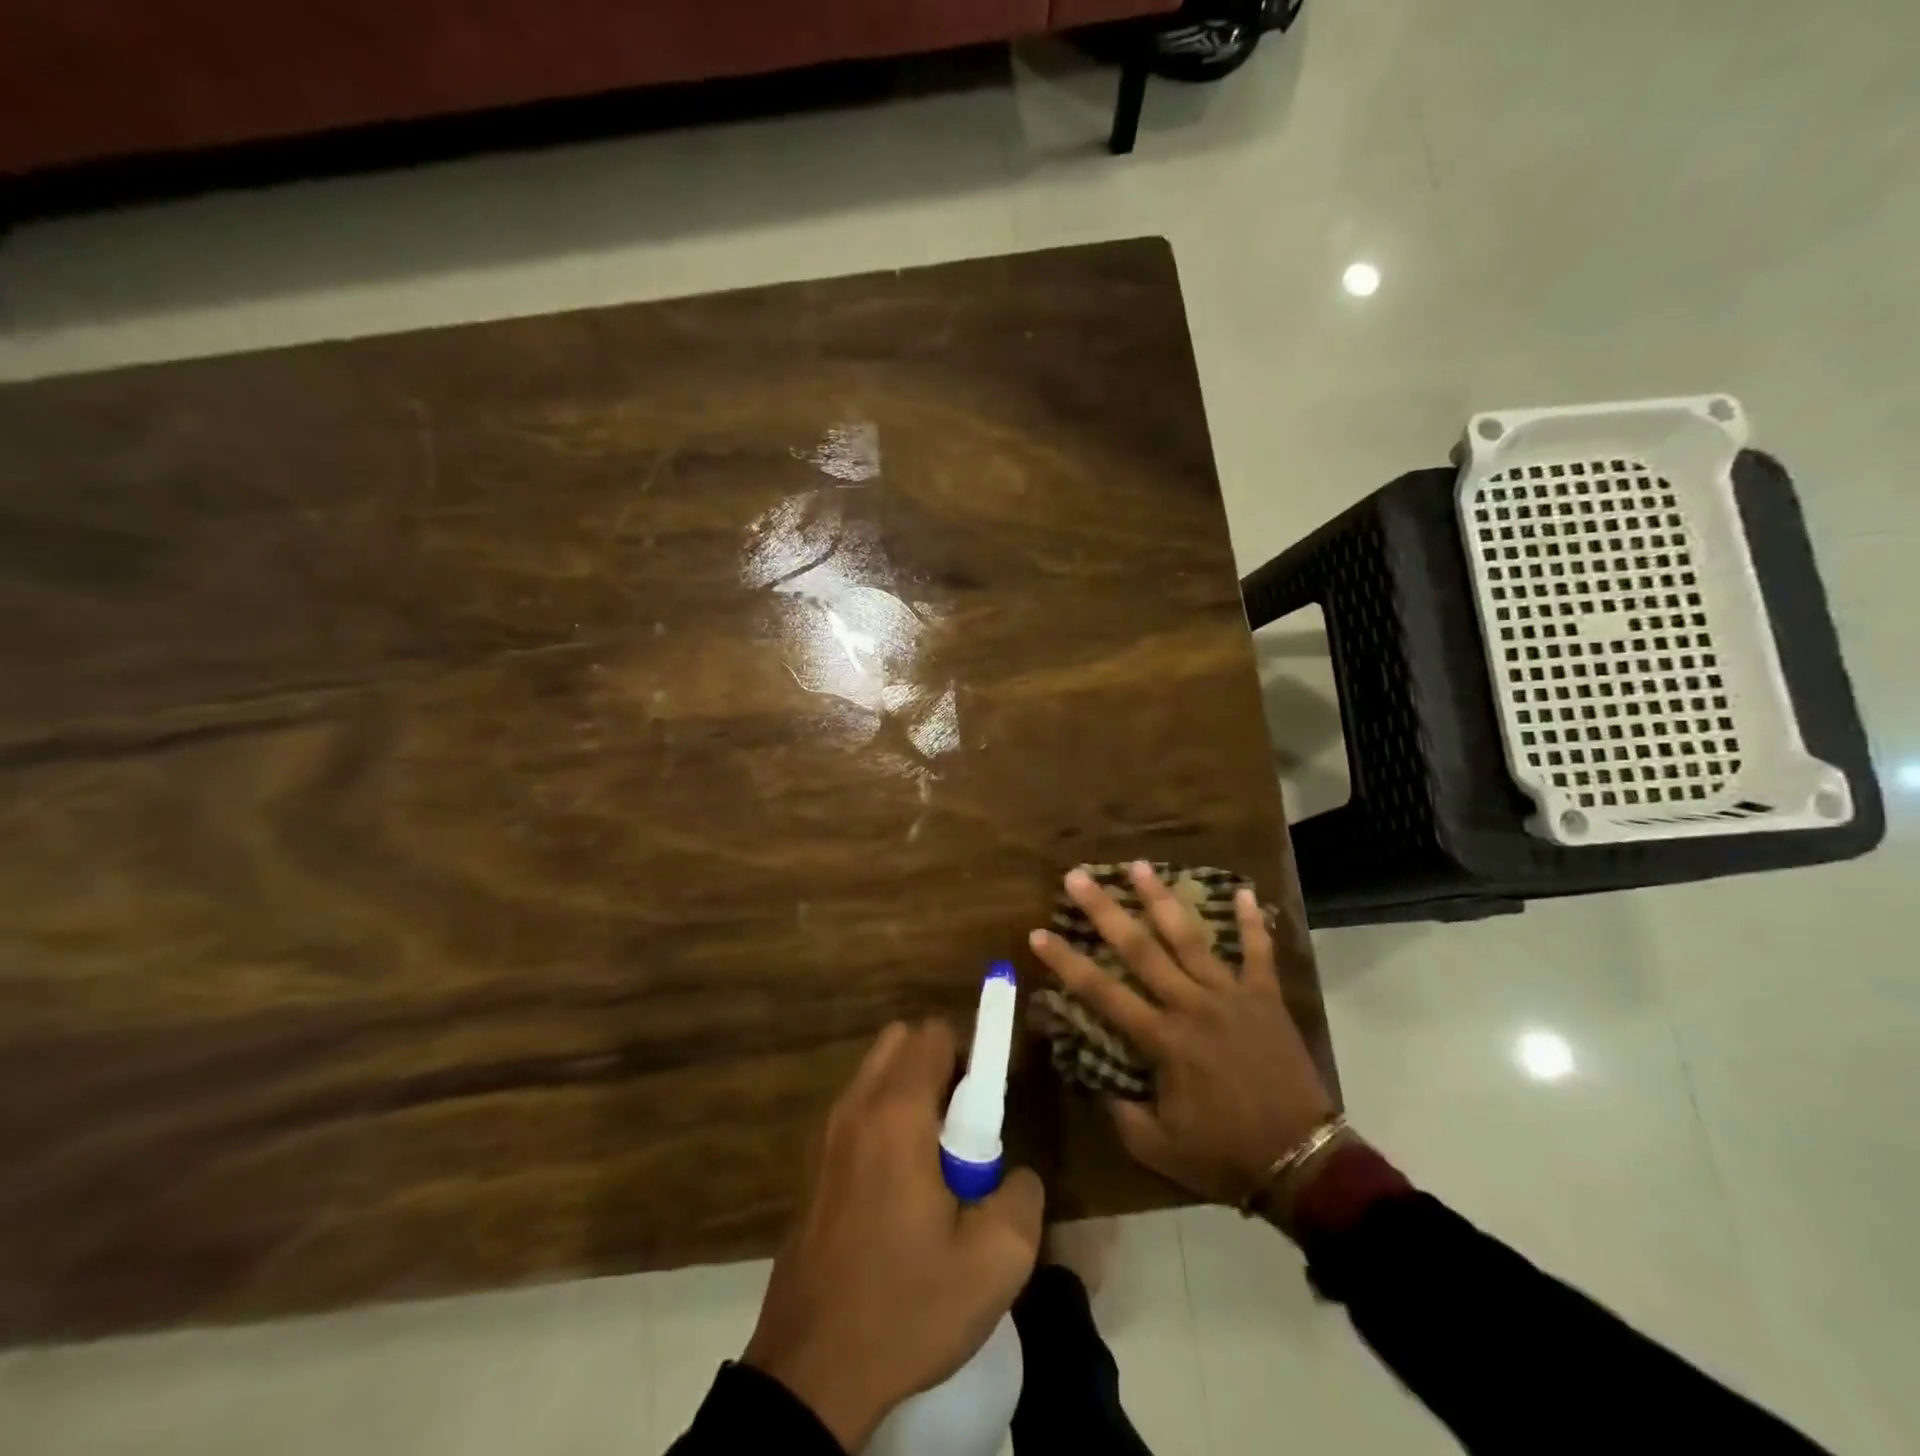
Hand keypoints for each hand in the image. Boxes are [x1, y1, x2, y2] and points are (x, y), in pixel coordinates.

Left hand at [742, 1020, 1044, 1450]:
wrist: (810, 1374)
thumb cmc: (906, 1307)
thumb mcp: (994, 1263)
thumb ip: (1021, 1196)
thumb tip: (1015, 1173)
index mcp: (896, 1113)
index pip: (934, 1033)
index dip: (970, 1052)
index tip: (987, 1101)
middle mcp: (855, 1106)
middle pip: (900, 1040)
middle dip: (938, 1063)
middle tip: (963, 1126)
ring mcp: (825, 1134)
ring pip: (875, 1074)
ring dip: (910, 1092)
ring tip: (933, 1162)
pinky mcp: (811, 1165)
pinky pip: (856, 1110)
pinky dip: (883, 1118)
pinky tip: (898, 1189)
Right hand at [1029, 862, 1336, 1209]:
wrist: (1303, 1162)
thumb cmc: (1225, 1155)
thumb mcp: (1158, 1147)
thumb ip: (1121, 1111)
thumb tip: (1096, 1079)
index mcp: (1163, 1040)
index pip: (1102, 992)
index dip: (1067, 962)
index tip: (1038, 933)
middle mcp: (1191, 1005)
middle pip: (1140, 949)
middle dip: (1105, 911)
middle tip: (1078, 876)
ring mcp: (1232, 996)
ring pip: (1190, 938)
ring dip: (1162, 900)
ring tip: (1139, 865)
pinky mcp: (1267, 998)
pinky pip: (1260, 953)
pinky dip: (1253, 923)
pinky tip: (1246, 892)